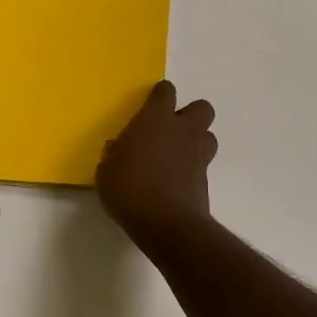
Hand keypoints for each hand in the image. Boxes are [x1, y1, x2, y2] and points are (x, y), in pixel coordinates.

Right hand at [97, 81, 217, 245]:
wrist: (167, 224)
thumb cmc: (130, 189)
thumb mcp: (106, 171)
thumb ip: (114, 155)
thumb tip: (118, 150)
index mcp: (155, 119)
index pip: (166, 92)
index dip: (160, 96)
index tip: (151, 106)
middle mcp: (182, 130)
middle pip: (202, 108)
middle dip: (190, 115)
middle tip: (171, 130)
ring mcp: (198, 155)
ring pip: (209, 136)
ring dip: (197, 141)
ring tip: (178, 156)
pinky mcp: (206, 179)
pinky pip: (204, 164)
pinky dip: (194, 169)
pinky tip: (177, 181)